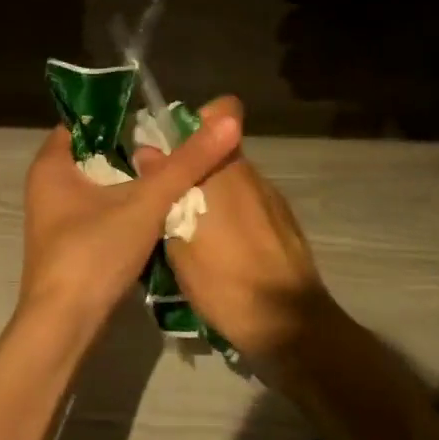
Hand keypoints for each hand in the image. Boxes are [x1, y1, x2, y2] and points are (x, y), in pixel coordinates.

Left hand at [20, 106, 240, 339]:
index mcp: (51, 164)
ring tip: (176, 171)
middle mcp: (48, 185)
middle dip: (134, 148)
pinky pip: (101, 211)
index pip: (86, 121)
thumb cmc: (93, 253)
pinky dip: (126, 206)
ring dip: (133, 180)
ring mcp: (57, 218)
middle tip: (176, 142)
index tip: (159, 116)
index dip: (121, 114)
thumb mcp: (145, 203)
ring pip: (100, 184)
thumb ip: (186, 163)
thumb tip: (227, 121)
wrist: (64, 328)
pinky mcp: (70, 244)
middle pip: (97, 153)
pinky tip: (158, 210)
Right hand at [154, 97, 337, 361]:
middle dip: (192, 167)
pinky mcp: (284, 225)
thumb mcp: (179, 241)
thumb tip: (147, 153)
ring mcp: (272, 200)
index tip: (171, 144)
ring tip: (189, 230)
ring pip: (232, 181)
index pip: (222, 112)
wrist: (291, 327)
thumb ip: (164, 191)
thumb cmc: (226, 280)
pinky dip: (231, 216)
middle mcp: (251, 174)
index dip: (197, 119)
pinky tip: (219, 251)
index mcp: (225, 168)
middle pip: (218, 152)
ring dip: (211, 194)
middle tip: (165, 197)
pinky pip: (248, 206)